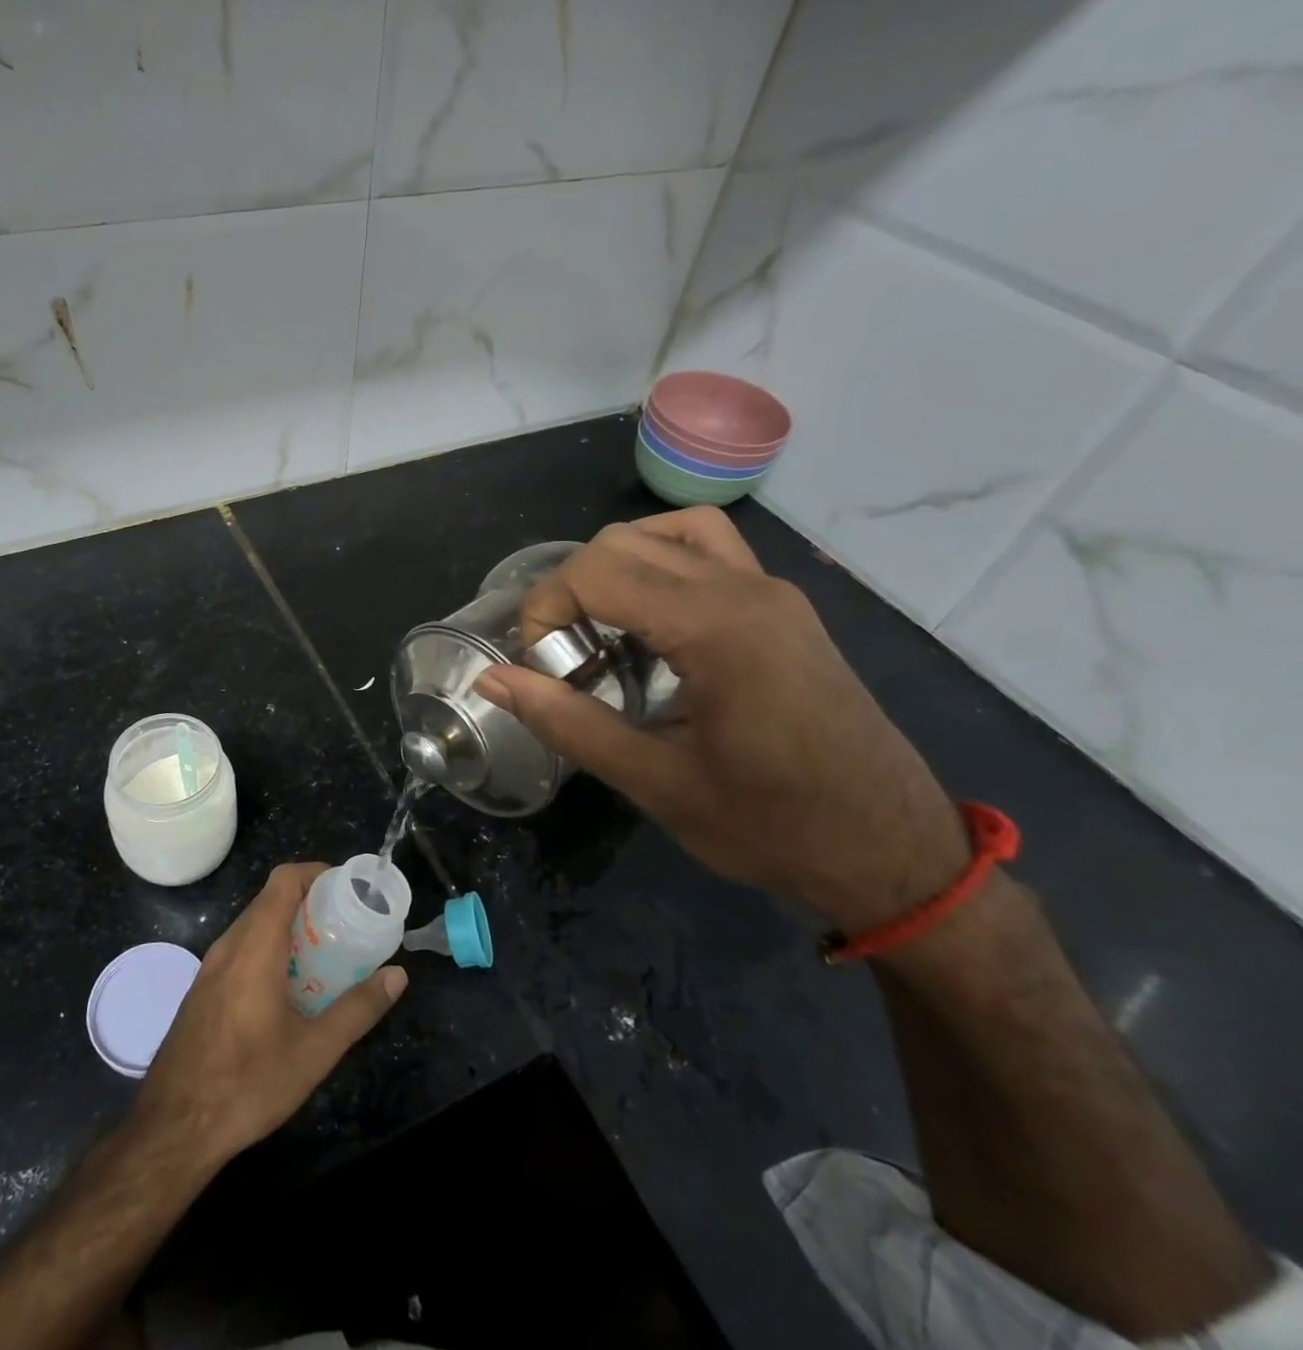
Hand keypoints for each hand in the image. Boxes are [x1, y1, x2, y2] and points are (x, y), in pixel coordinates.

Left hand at [134, 864, 406, 1166]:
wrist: (172, 1129)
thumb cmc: (247, 1084)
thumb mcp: (314, 1051)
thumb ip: (358, 1009)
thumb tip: (398, 975)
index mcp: (255, 946)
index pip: (284, 880)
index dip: (316, 873)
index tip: (347, 890)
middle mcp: (229, 945)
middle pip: (270, 899)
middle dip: (310, 902)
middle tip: (346, 925)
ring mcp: (210, 967)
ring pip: (253, 924)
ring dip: (288, 927)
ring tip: (324, 954)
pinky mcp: (202, 989)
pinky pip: (240, 948)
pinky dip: (269, 947)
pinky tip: (289, 987)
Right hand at [473, 509, 968, 933]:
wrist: (890, 849)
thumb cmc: (769, 825)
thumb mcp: (653, 782)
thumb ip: (566, 721)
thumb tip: (491, 678)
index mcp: (716, 628)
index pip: (597, 570)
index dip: (545, 608)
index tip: (539, 667)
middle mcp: (746, 588)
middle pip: (624, 541)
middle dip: (572, 590)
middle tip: (566, 659)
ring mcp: (772, 591)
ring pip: (669, 532)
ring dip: (616, 567)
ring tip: (604, 631)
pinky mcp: (784, 606)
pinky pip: (709, 551)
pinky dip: (661, 566)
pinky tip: (652, 627)